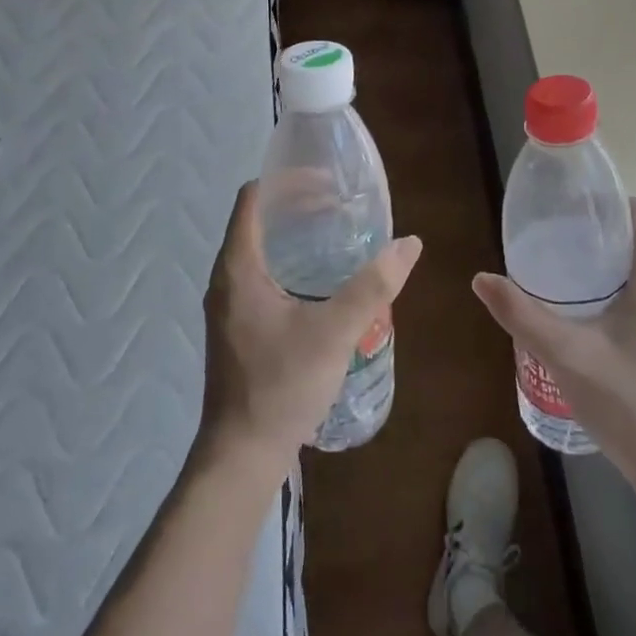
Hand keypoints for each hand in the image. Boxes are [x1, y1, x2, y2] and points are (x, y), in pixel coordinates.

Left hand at [199, 181, 422, 472]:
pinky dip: (290, 265)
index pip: (254, 198)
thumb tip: (409, 244)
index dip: (288, 181)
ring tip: (337, 238)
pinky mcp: (237, 327)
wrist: (242, 454)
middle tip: (342, 208)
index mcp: (238, 267)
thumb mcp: (335, 332)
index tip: (328, 183)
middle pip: (258, 221)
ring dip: (295, 238)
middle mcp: (226, 278)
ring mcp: (228, 305)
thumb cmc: (282, 385)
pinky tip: (322, 284)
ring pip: (260, 251)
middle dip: (298, 207)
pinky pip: (261, 277)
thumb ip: (373, 286)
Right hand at [473, 198, 635, 494]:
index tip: (570, 208)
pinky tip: (587, 316)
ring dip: (608, 264)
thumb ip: (521, 314)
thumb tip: (482, 279)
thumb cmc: (627, 404)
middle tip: (555, 239)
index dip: (608, 202)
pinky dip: (619, 290)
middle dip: (600, 233)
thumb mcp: (565, 355)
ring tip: (564, 273)